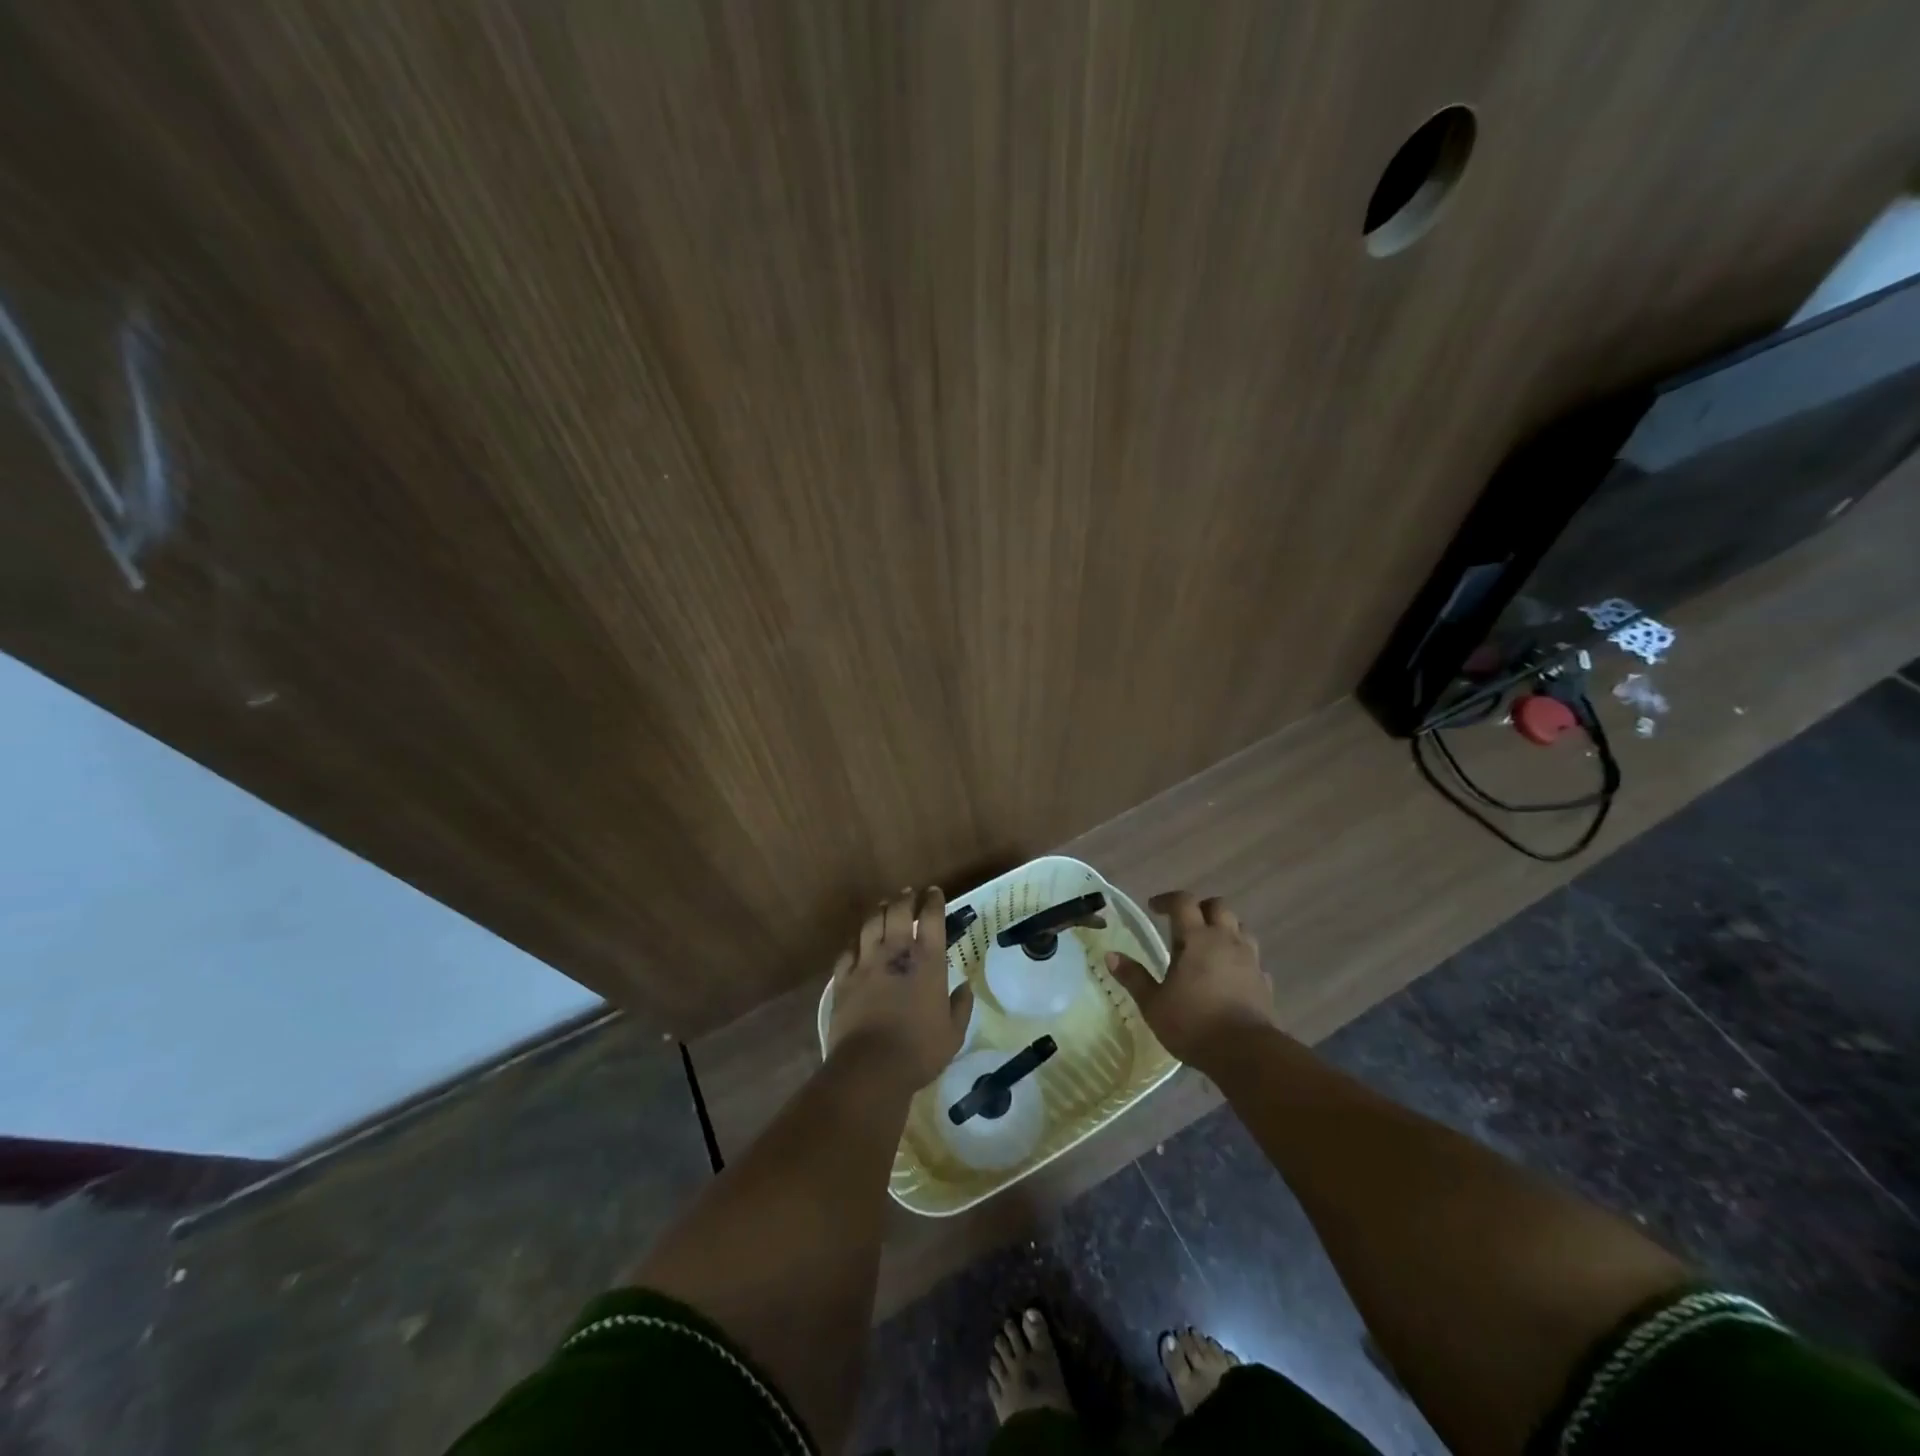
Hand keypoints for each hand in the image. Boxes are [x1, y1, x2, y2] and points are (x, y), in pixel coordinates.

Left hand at [826, 886, 973, 1093]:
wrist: (870, 1066)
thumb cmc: (919, 1050)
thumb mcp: (953, 1033)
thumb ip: (960, 1007)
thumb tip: (965, 988)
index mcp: (927, 961)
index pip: (932, 918)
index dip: (933, 901)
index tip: (934, 892)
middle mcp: (895, 952)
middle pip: (898, 911)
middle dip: (904, 898)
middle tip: (908, 893)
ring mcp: (866, 963)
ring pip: (870, 924)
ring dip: (879, 911)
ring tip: (883, 906)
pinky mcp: (843, 979)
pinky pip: (847, 951)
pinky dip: (855, 943)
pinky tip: (857, 942)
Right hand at [1106, 891, 1272, 1067]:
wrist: (1246, 1053)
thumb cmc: (1193, 1023)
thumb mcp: (1153, 1003)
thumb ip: (1133, 977)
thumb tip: (1110, 955)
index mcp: (1197, 939)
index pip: (1183, 902)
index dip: (1167, 900)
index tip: (1153, 908)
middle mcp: (1226, 941)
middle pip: (1219, 907)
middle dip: (1201, 908)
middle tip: (1185, 923)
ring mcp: (1250, 960)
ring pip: (1241, 929)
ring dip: (1225, 929)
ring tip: (1209, 946)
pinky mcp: (1264, 982)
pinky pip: (1253, 959)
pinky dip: (1241, 959)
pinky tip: (1231, 975)